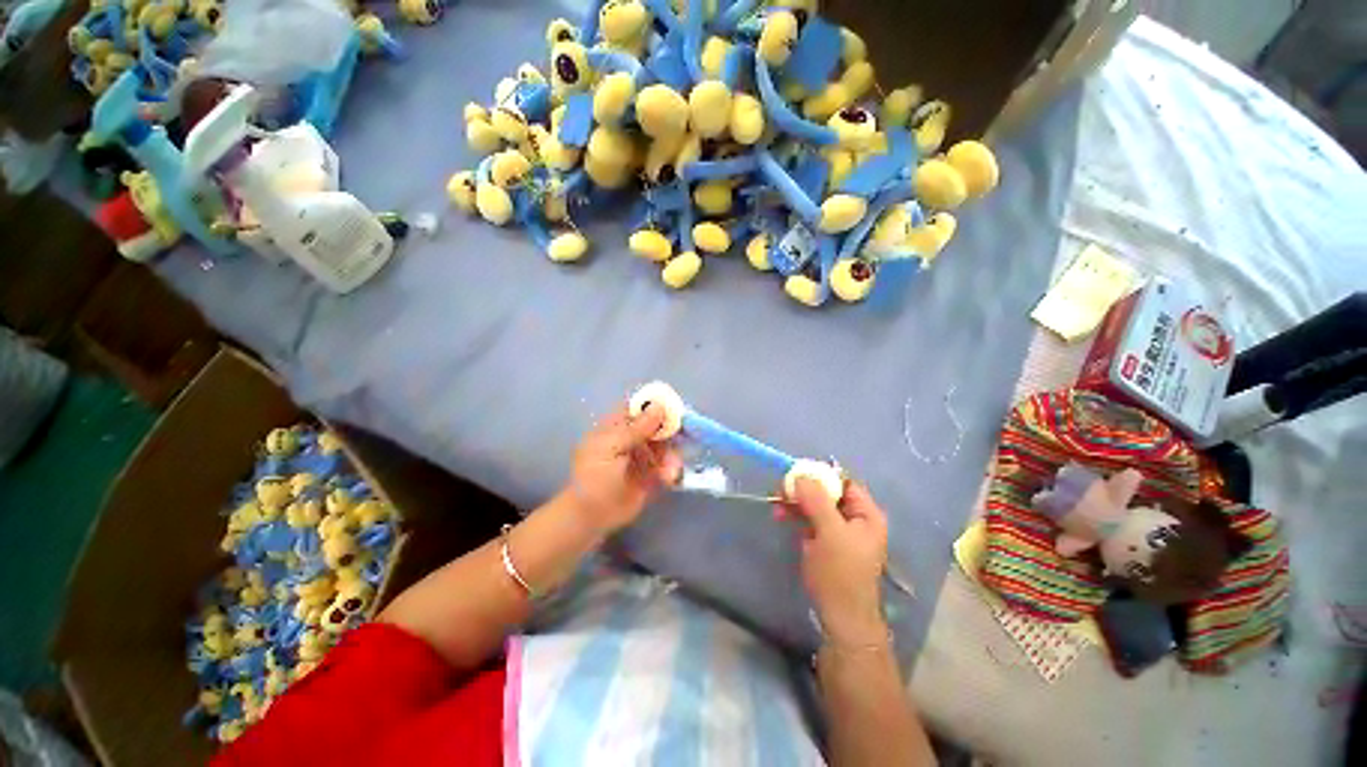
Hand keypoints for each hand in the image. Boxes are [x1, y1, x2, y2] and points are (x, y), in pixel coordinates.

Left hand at [566, 404, 681, 534]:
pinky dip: (671, 470)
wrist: (591, 518)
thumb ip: (636, 428)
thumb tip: (659, 406)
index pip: (638, 407)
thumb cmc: (594, 479)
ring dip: (672, 455)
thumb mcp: (611, 449)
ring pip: (666, 446)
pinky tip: (668, 479)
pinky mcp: (652, 475)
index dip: (655, 405)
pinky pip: (668, 466)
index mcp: (617, 427)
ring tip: (669, 471)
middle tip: (685, 437)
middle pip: (657, 425)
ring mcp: (643, 457)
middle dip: (671, 432)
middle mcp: (632, 438)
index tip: (674, 409)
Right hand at [778, 479, 888, 645]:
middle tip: (781, 489)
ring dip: (795, 501)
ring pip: (814, 504)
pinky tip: (781, 515)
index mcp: (865, 513)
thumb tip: (801, 475)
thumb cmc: (841, 573)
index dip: (821, 475)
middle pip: (827, 492)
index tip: (796, 474)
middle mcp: (854, 518)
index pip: (844, 482)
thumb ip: (816, 501)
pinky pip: (808, 518)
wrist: (839, 617)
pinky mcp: (823, 541)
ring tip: (776, 503)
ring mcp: (838, 530)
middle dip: (803, 489)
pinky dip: (795, 514)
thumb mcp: (830, 533)